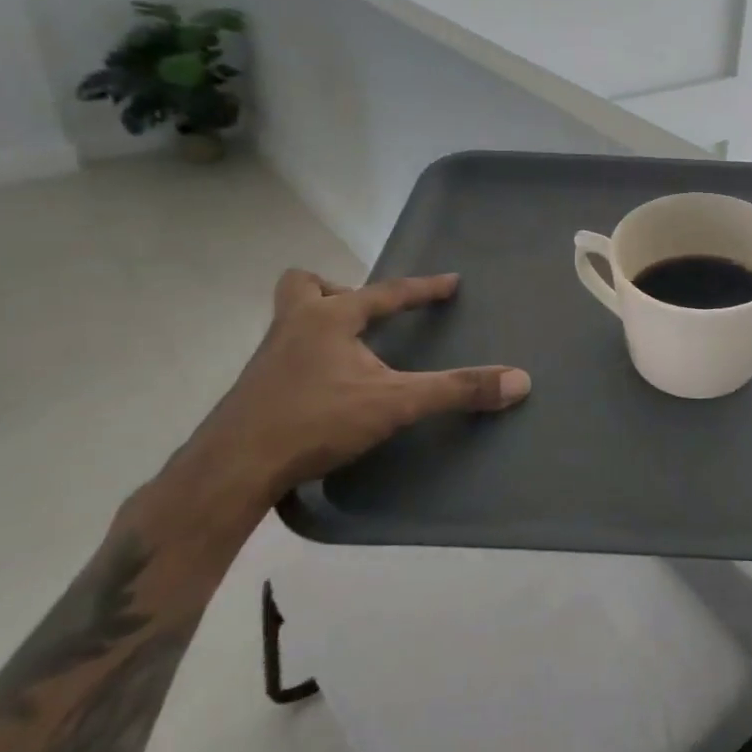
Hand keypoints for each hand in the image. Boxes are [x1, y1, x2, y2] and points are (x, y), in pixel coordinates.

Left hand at [179, 269, 530, 512]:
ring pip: (289, 320)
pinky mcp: (253, 389)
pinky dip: (307, 362)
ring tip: (350, 354)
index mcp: (328, 317)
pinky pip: (283, 357)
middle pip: (303, 285)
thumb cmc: (315, 420)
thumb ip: (456, 390)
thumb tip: (519, 380)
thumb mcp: (395, 403)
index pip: (386, 292)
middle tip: (363, 317)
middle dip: (336, 291)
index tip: (451, 282)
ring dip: (319, 325)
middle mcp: (293, 326)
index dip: (423, 289)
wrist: (232, 469)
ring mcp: (267, 358)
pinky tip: (324, 391)